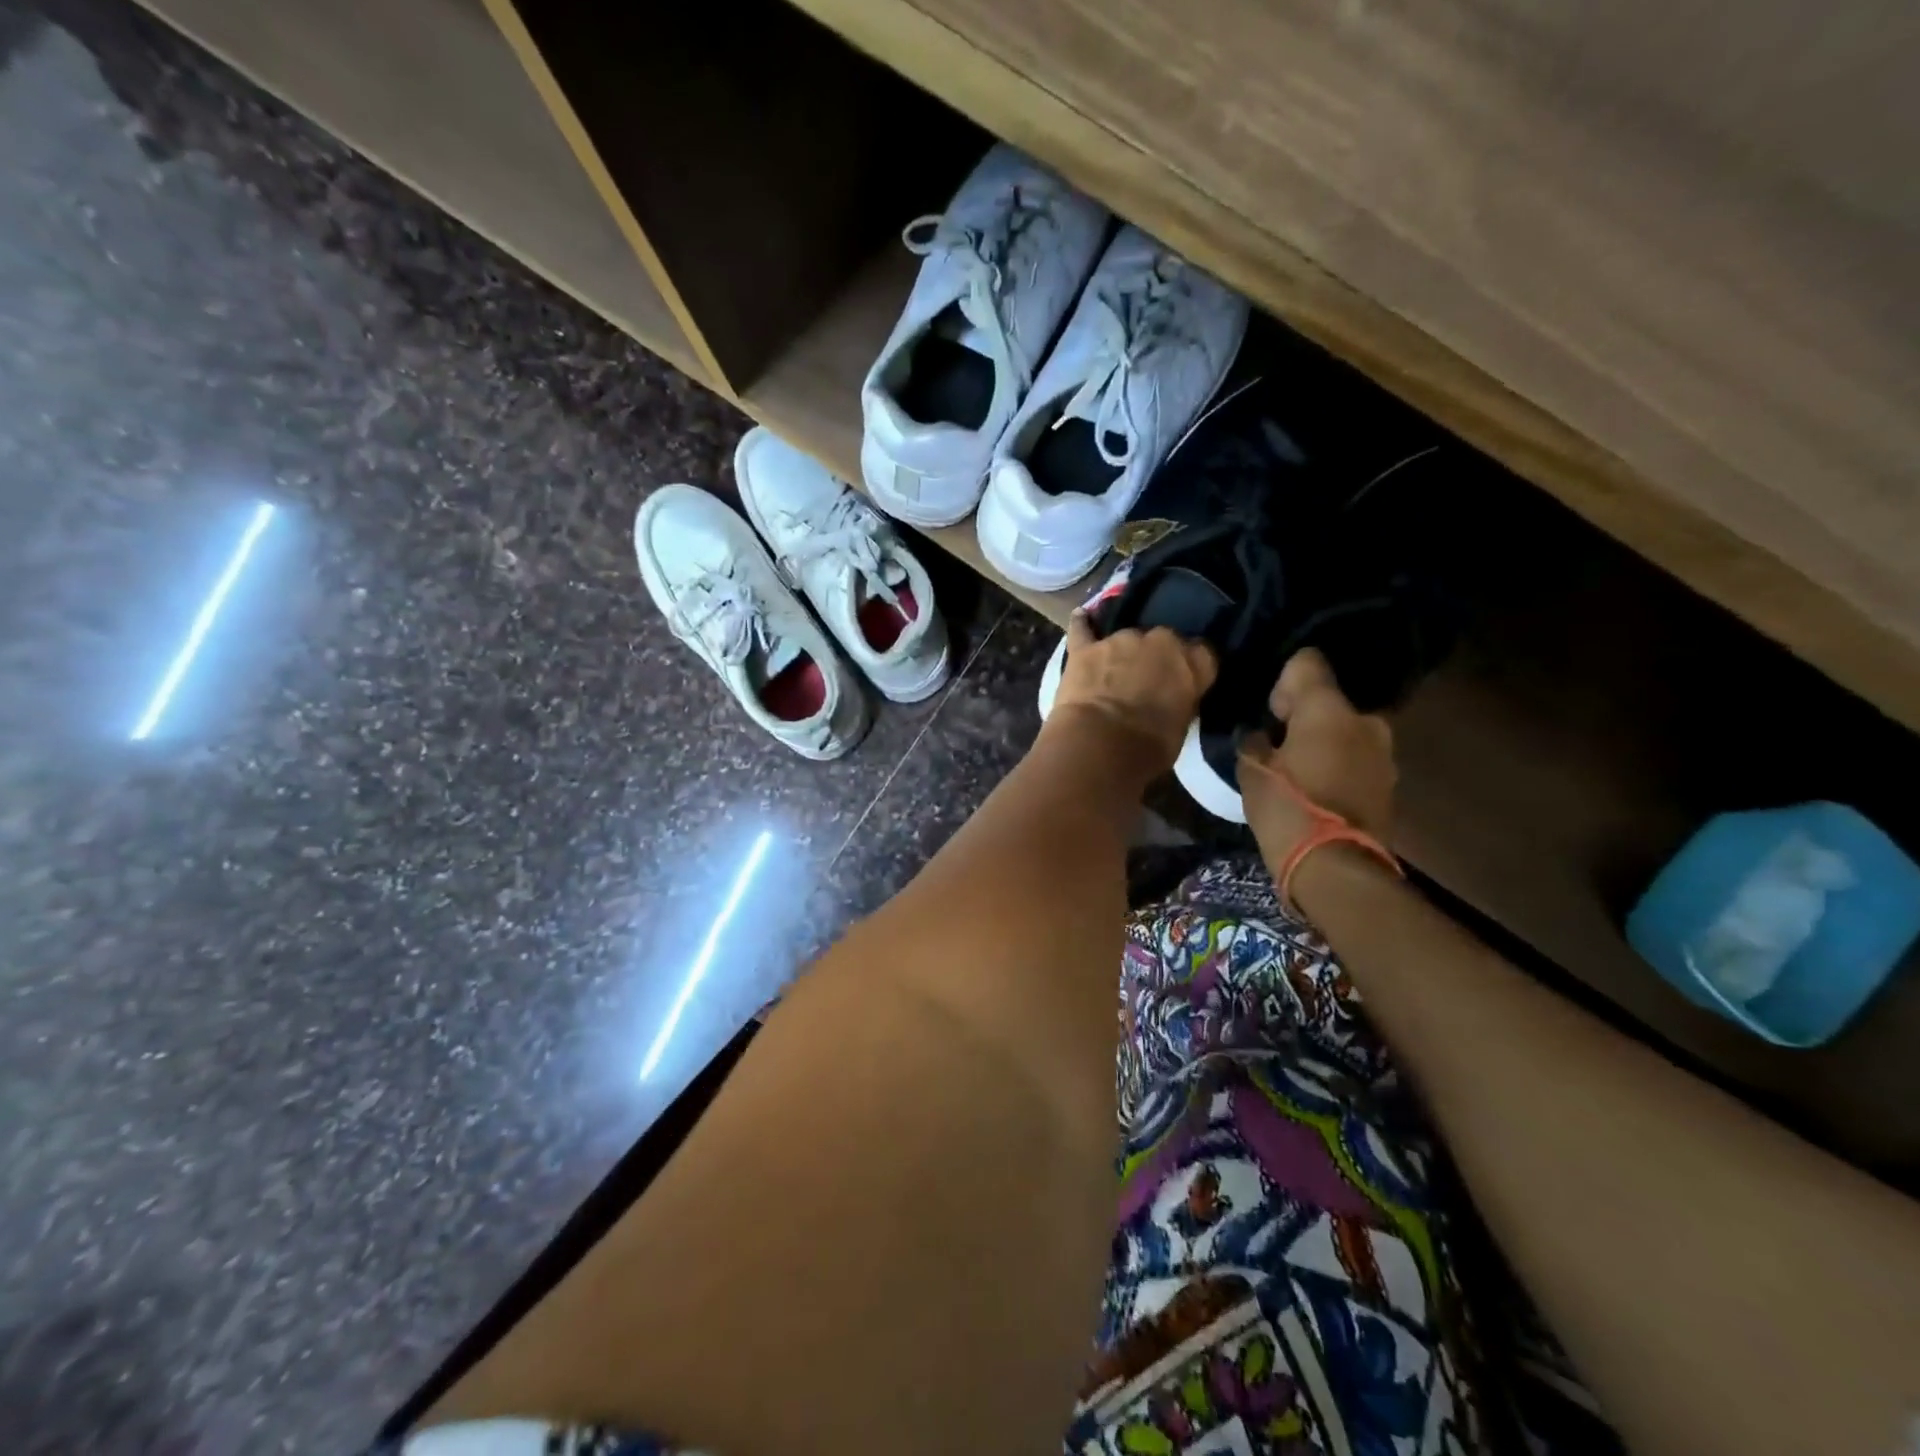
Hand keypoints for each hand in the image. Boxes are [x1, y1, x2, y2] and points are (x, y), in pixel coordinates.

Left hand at [1046, 610, 1216, 773]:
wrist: (1100, 744)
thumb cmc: (1149, 746)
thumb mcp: (1181, 728)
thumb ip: (1180, 702)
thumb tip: (1172, 699)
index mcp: (1191, 662)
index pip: (1202, 653)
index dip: (1192, 666)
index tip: (1186, 680)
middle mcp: (1158, 641)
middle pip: (1162, 641)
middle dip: (1156, 656)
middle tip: (1147, 680)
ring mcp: (1119, 640)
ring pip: (1126, 638)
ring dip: (1123, 652)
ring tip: (1114, 670)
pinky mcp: (1084, 649)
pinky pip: (1082, 629)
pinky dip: (1082, 625)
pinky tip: (1081, 618)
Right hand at [1239, 648, 1395, 860]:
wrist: (1336, 868)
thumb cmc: (1287, 809)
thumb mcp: (1251, 771)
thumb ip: (1254, 741)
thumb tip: (1259, 734)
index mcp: (1328, 709)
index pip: (1307, 662)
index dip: (1283, 680)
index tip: (1269, 709)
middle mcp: (1364, 721)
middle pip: (1330, 701)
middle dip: (1305, 716)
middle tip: (1278, 742)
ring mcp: (1383, 754)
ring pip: (1346, 731)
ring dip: (1324, 742)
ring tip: (1298, 769)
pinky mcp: (1389, 784)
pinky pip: (1357, 759)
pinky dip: (1338, 765)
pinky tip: (1317, 788)